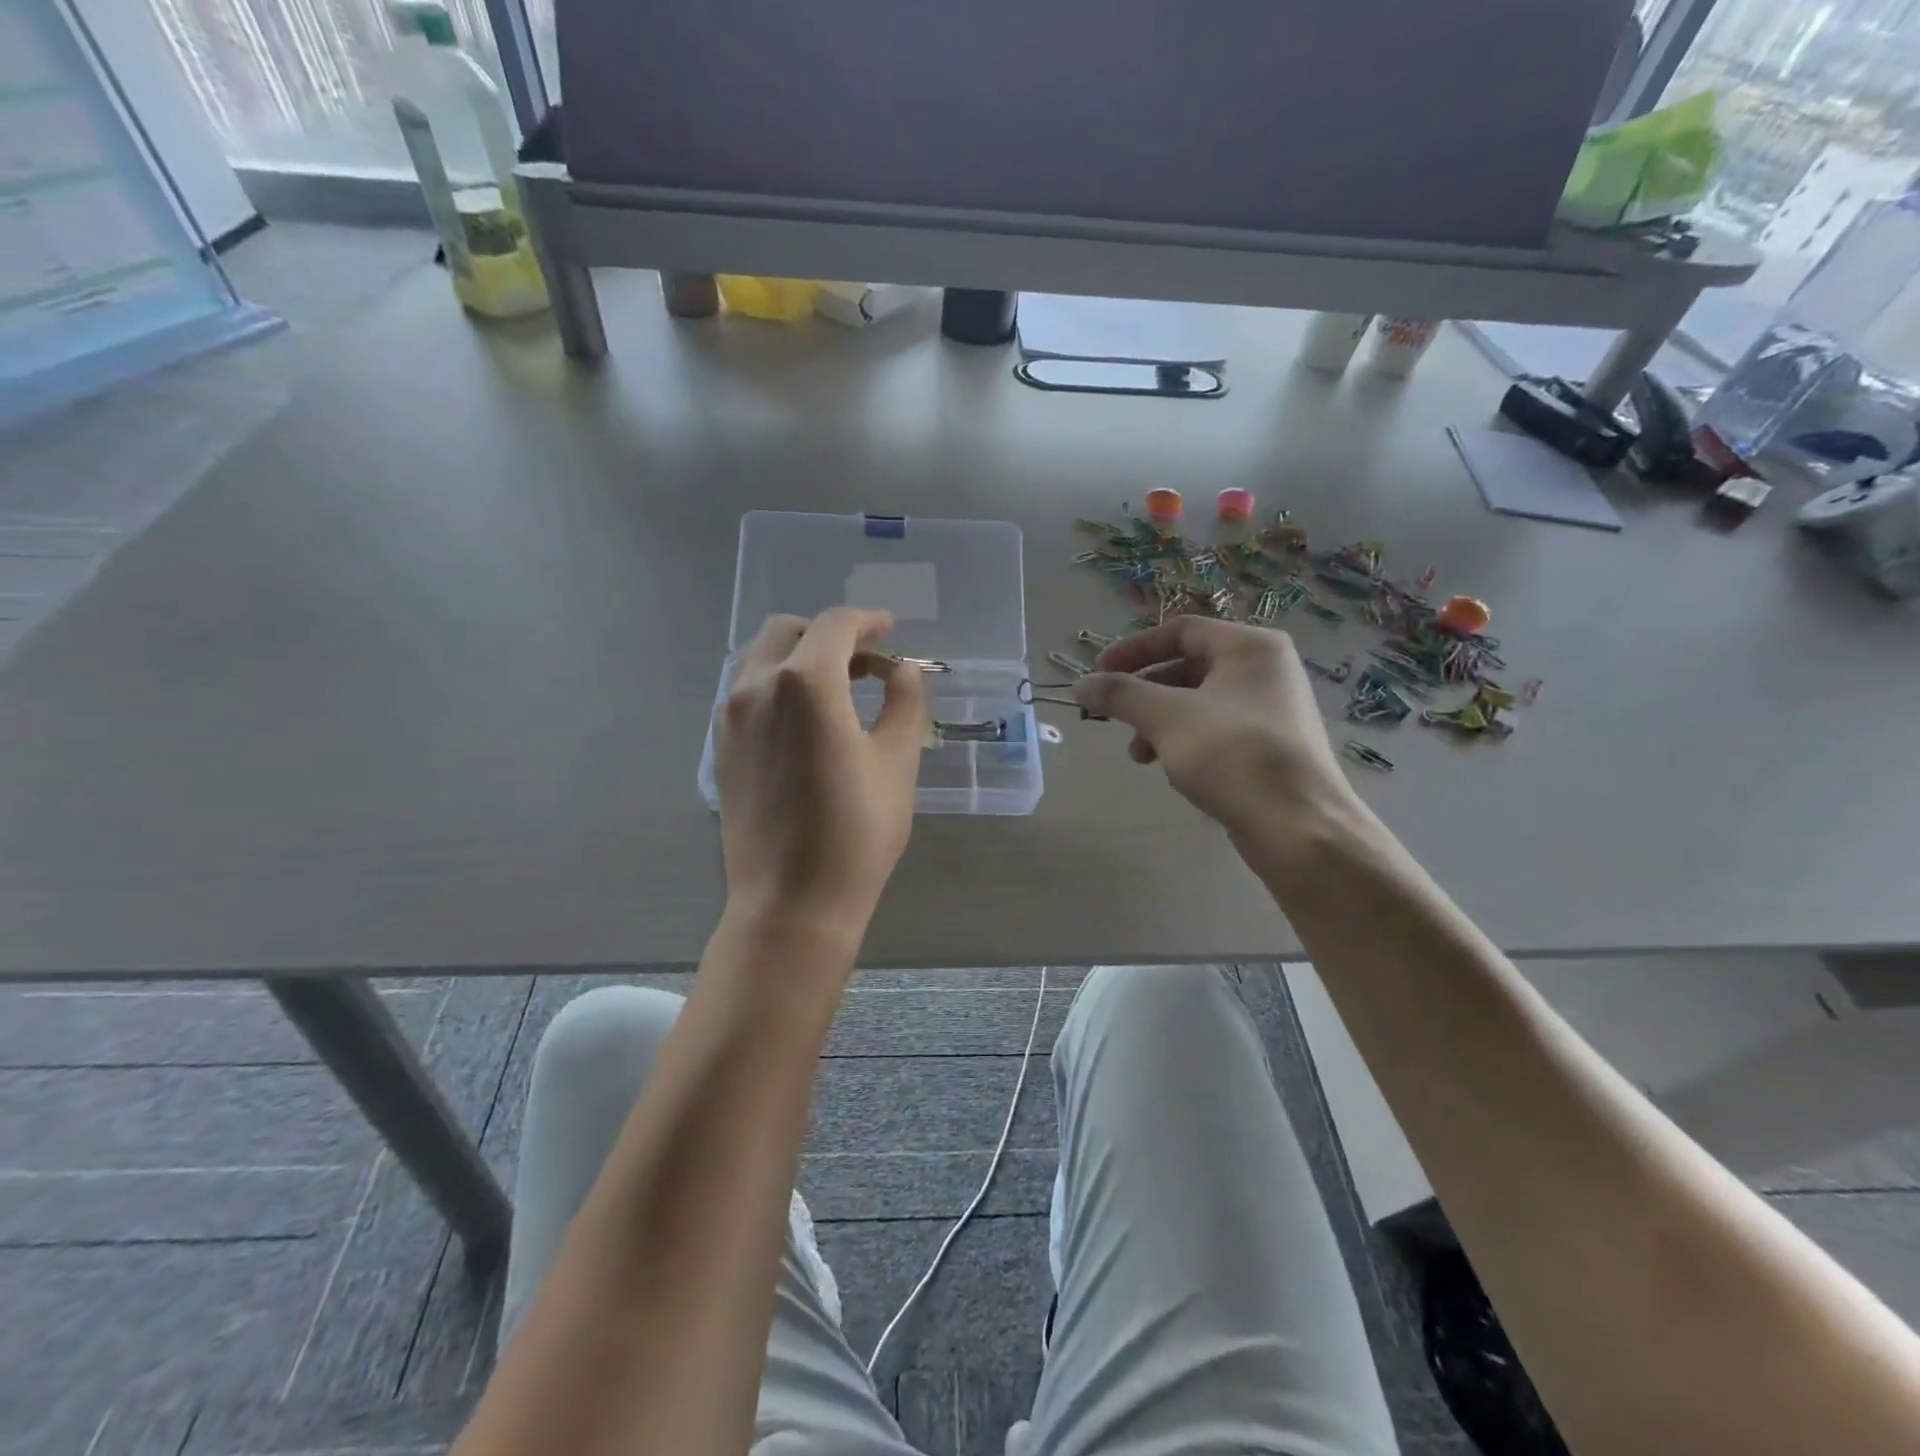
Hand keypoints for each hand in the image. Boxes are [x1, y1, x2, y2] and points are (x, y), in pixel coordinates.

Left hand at [716, 609, 927, 933]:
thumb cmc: (857, 833)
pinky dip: (778, 683)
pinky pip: (748, 690)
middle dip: (830, 633)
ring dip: (801, 656)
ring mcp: (730, 716)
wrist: (790, 903)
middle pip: (789, 630)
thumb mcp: (897, 762)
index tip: (891, 630)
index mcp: (805, 683)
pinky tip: (807, 717)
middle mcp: (757, 686)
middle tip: (867, 660)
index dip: (868, 620)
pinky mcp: (721, 745)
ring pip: (762, 658)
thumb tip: (903, 671)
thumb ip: (903, 702)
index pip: (836, 625)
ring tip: (840, 687)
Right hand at [1074, 618, 1355, 836]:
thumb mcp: (1166, 717)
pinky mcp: (1267, 747)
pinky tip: (1170, 770)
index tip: (1097, 674)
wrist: (1298, 827)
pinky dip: (1183, 743)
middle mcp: (1265, 670)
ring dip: (1158, 723)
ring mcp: (1270, 710)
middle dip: (1144, 693)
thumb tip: (1080, 685)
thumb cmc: (1233, 755)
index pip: (1180, 630)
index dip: (1133, 650)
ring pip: (1197, 704)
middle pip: (1187, 667)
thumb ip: (1120, 694)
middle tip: (1113, 716)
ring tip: (1138, 754)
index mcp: (1250, 647)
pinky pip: (1213, 732)